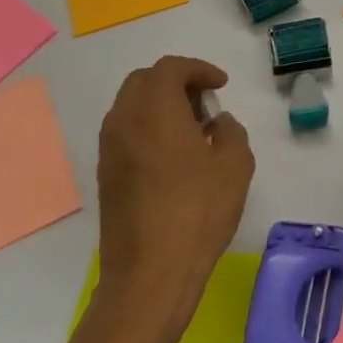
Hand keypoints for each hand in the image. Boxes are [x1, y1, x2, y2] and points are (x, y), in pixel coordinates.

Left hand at [93, 56, 252, 342]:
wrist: (150, 273)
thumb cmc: (198, 211)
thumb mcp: (235, 164)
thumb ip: (230, 132)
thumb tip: (217, 124)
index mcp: (154, 112)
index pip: (169, 69)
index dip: (199, 69)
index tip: (221, 85)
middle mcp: (124, 123)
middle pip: (143, 81)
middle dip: (176, 82)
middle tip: (206, 101)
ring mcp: (109, 151)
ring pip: (131, 107)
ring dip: (161, 105)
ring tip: (195, 129)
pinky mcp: (107, 177)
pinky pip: (126, 133)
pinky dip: (150, 128)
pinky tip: (177, 156)